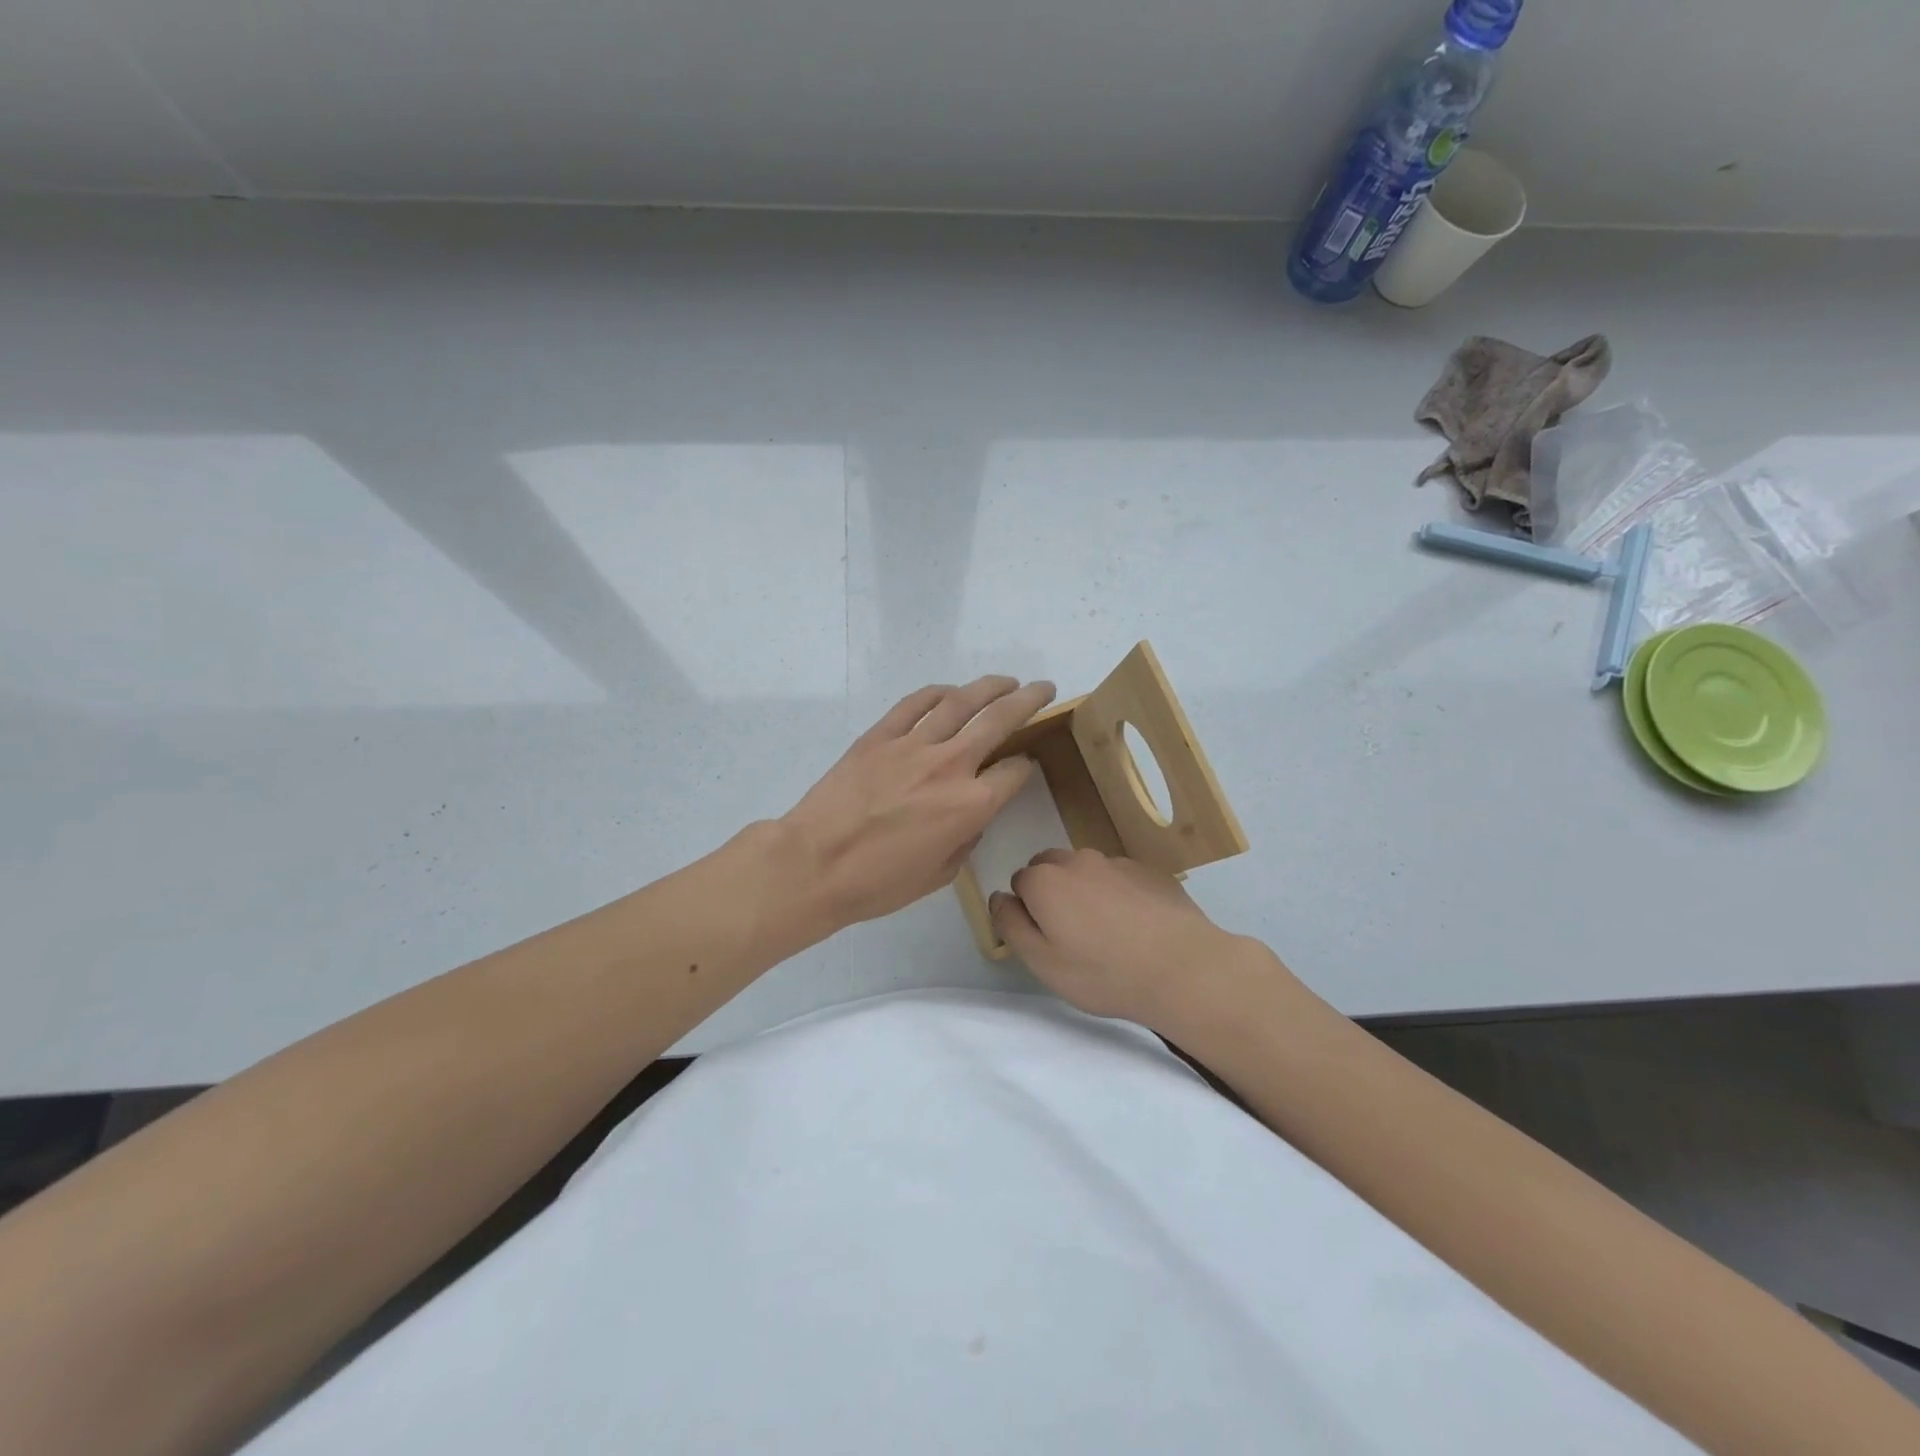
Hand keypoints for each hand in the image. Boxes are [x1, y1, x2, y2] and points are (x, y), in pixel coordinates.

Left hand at [781, 676, 1055, 929]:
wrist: (814, 864)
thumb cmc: (878, 883)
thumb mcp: (940, 874)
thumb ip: (965, 838)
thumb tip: (971, 816)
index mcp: (972, 804)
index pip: (1015, 772)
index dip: (1025, 767)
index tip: (1024, 766)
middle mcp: (951, 764)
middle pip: (1000, 719)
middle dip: (1029, 700)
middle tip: (1044, 688)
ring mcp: (913, 744)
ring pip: (961, 701)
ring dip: (990, 686)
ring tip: (1006, 681)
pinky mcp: (879, 735)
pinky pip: (915, 703)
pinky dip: (937, 692)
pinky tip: (950, 691)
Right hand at [990, 848, 1268, 1028]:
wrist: (1182, 967)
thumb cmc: (1103, 973)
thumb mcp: (1042, 962)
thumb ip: (1010, 924)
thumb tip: (999, 897)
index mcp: (1044, 880)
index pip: (1019, 883)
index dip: (1028, 911)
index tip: (1047, 939)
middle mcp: (1076, 860)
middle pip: (1050, 868)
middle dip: (1053, 893)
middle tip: (1073, 936)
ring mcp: (1116, 862)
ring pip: (1086, 870)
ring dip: (1085, 891)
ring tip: (1108, 933)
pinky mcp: (1148, 870)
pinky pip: (1119, 877)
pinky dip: (1118, 894)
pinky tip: (1137, 927)